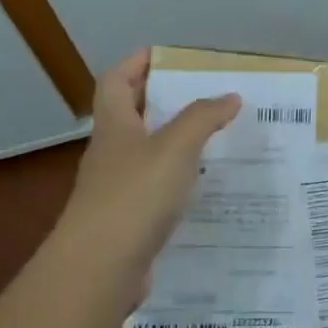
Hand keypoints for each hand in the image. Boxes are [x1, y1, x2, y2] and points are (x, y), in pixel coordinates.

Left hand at [55, 51, 239, 301]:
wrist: (98, 271)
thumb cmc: (134, 195)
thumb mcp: (175, 147)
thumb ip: (203, 117)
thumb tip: (230, 96)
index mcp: (115, 126)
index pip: (115, 80)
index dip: (136, 63)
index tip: (166, 56)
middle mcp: (110, 153)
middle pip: (130, 114)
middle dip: (162, 100)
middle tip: (203, 93)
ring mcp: (114, 189)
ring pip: (144, 152)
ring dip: (173, 141)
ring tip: (213, 136)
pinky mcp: (125, 222)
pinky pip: (153, 188)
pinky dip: (175, 179)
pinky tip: (202, 185)